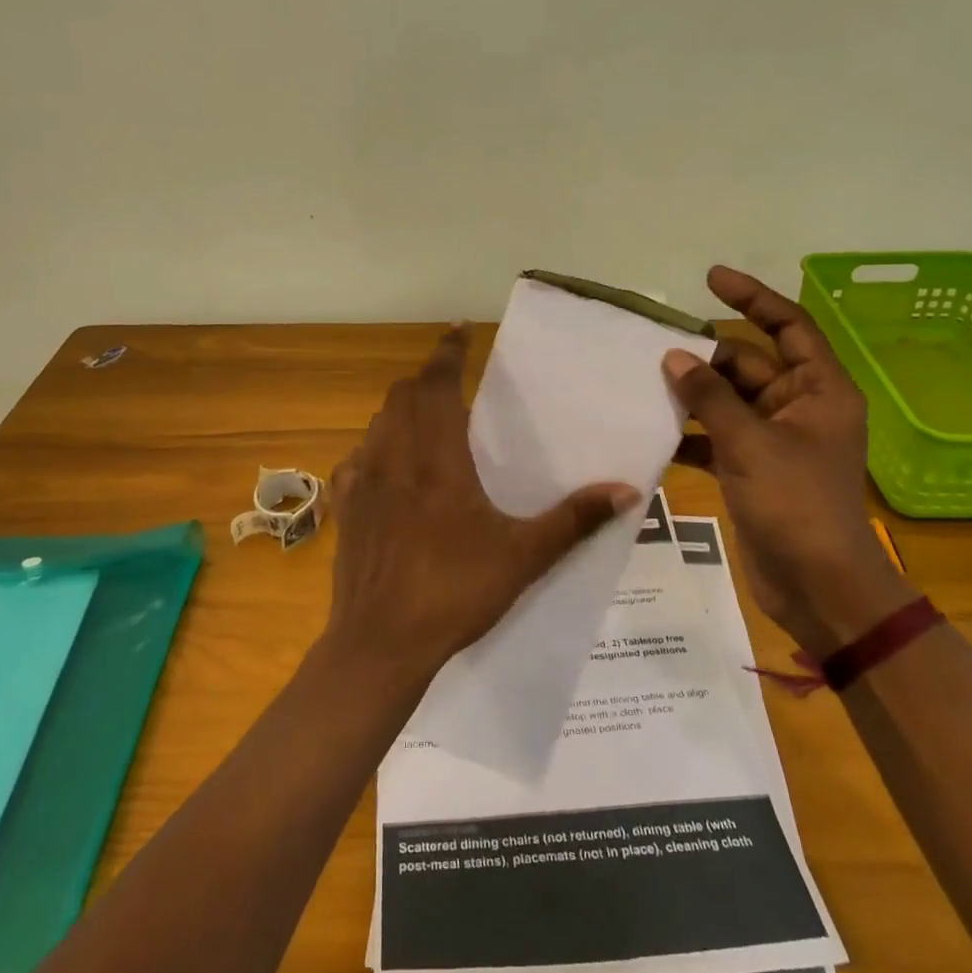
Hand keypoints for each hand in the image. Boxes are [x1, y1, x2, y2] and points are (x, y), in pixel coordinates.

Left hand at [326, 326, 640, 692]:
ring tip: (428, 422)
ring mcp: (362, 481)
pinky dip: (376, 448)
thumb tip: (627, 490)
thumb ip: (574, 520)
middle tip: (455, 383)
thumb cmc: (454, 592)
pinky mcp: (344, 507)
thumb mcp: (523, 557)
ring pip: (378, 423)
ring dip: (402, 411)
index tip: (459, 329)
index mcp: (437, 457)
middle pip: (404, 395)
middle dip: (428, 379)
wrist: (380, 643)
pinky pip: (358, 458)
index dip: (448, 351)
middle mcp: (394, 456)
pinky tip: (390, 470)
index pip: (438, 383)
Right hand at [667, 266, 917, 655]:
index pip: (789, 326)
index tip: (710, 279)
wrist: (817, 586)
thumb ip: (710, 396)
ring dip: (693, 396)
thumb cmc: (796, 505)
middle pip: (749, 364)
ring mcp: (774, 439)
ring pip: (728, 401)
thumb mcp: (751, 443)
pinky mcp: (753, 468)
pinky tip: (655, 433)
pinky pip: (718, 436)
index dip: (752, 298)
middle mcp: (799, 407)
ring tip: (644, 385)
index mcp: (819, 390)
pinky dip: (691, 434)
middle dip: (706, 358)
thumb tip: (674, 356)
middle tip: (653, 350)